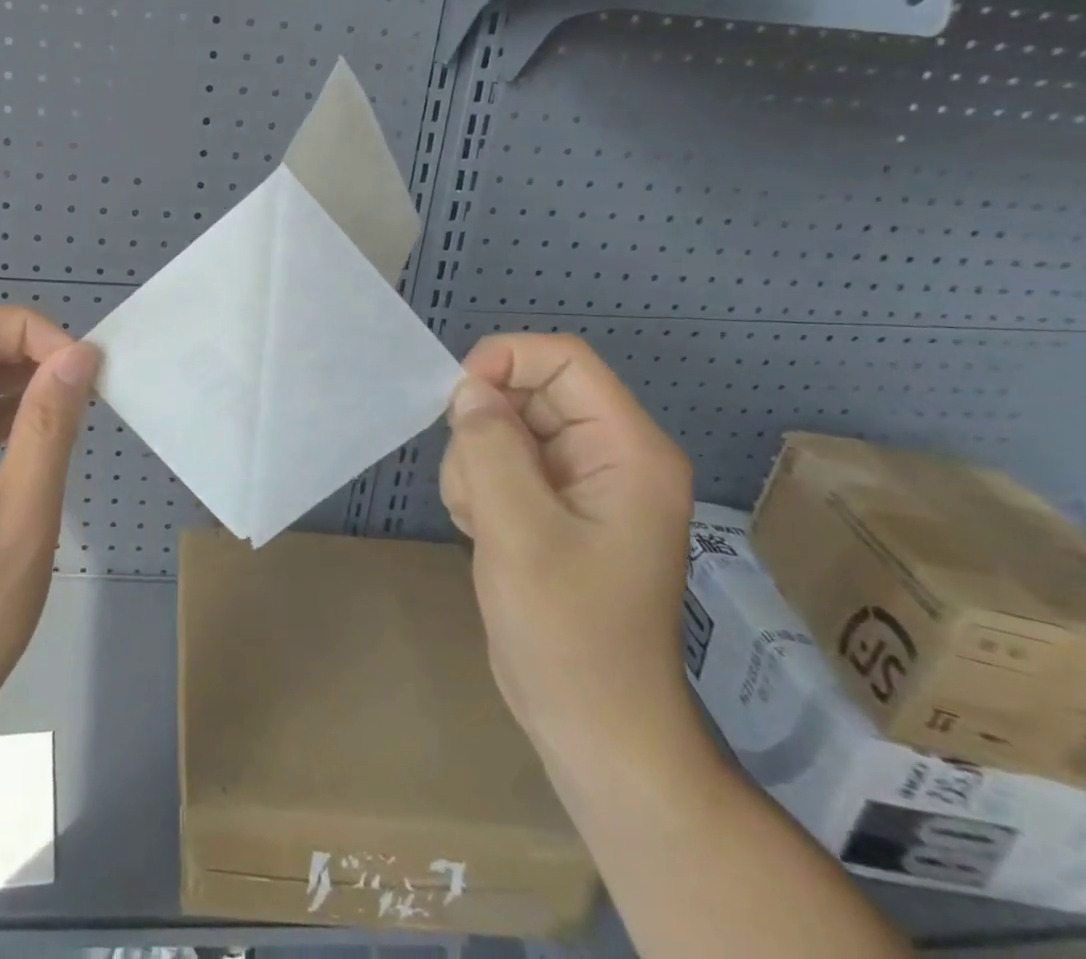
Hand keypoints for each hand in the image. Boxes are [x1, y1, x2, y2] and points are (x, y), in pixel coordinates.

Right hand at [439, 333, 696, 768]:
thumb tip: (468, 389)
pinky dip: (478, 488)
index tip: (458, 400)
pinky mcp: (552, 507)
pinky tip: (485, 533)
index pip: (565, 360)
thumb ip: (490, 447)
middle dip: (485, 430)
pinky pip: (500, 463)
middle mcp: (609, 455)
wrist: (592, 726)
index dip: (506, 361)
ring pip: (504, 428)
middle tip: (474, 488)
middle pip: (529, 393)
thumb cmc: (568, 630)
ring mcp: (580, 483)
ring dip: (475, 465)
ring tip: (484, 524)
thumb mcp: (519, 530)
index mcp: (627, 450)